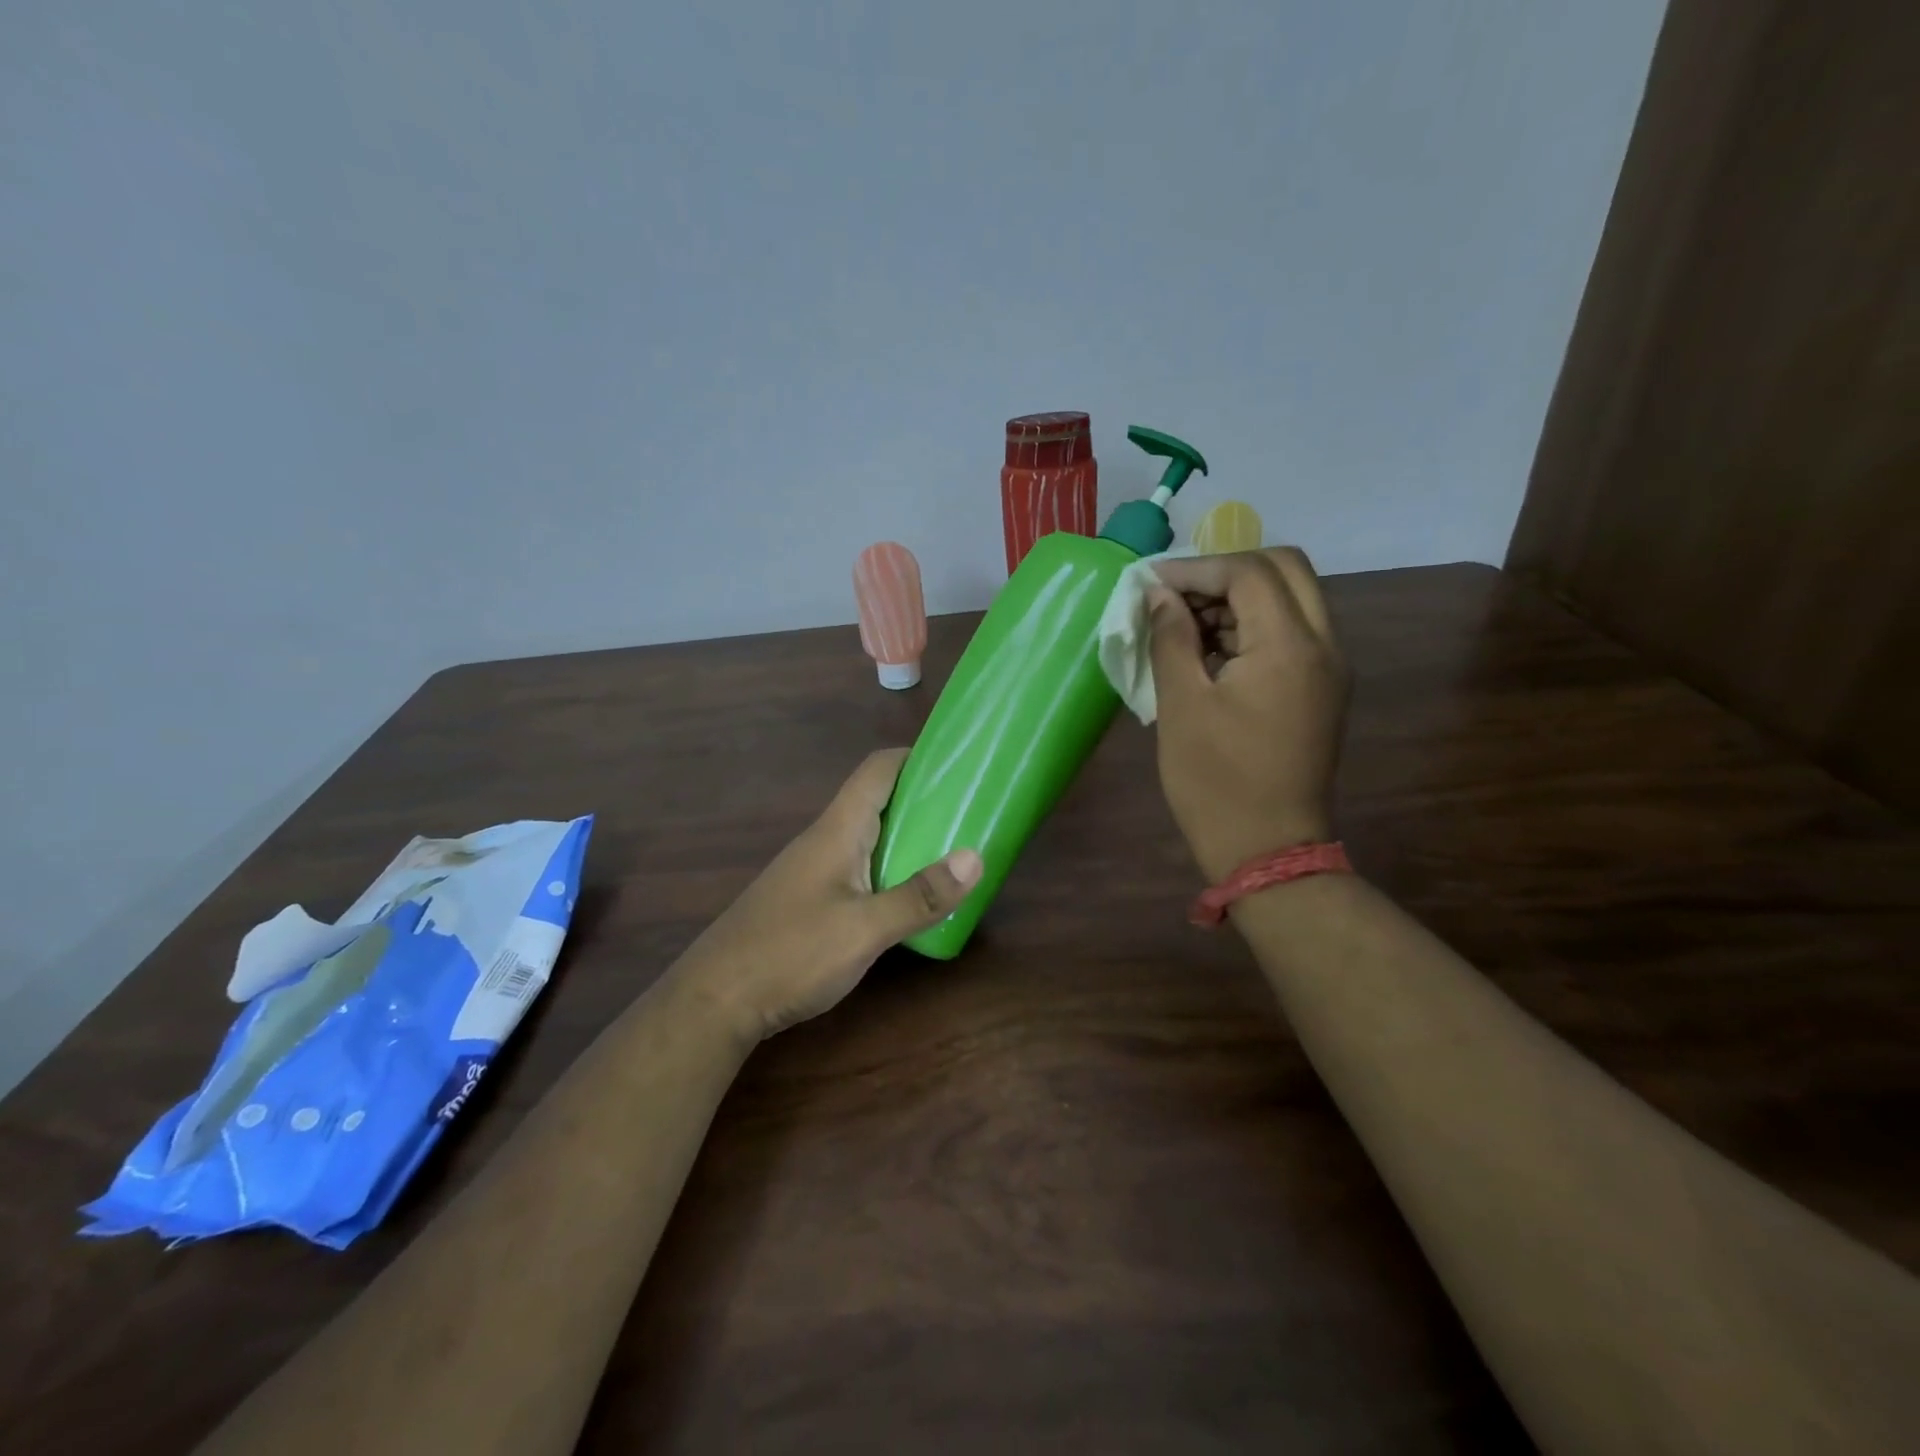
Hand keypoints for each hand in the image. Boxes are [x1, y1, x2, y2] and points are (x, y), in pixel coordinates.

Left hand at [680, 748, 981, 1039]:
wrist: (714, 1001)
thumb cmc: (791, 954)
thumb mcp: (865, 930)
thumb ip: (919, 896)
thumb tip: (976, 857)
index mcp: (838, 830)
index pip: (877, 770)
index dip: (916, 757)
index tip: (958, 763)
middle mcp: (825, 840)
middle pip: (877, 801)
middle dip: (922, 799)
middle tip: (969, 812)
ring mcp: (813, 870)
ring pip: (868, 837)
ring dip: (907, 837)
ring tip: (952, 852)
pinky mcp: (808, 900)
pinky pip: (858, 868)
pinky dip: (889, 869)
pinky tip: (908, 897)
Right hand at [1146, 547, 1349, 881]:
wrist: (1268, 849)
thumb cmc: (1215, 781)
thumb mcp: (1181, 705)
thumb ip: (1170, 638)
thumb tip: (1160, 596)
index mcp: (1289, 646)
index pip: (1249, 572)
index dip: (1196, 569)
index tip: (1150, 583)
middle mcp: (1323, 645)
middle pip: (1284, 569)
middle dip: (1225, 570)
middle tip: (1176, 594)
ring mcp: (1330, 667)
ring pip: (1293, 597)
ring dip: (1241, 595)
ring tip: (1186, 623)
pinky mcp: (1323, 689)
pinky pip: (1294, 631)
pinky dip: (1255, 623)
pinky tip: (1212, 649)